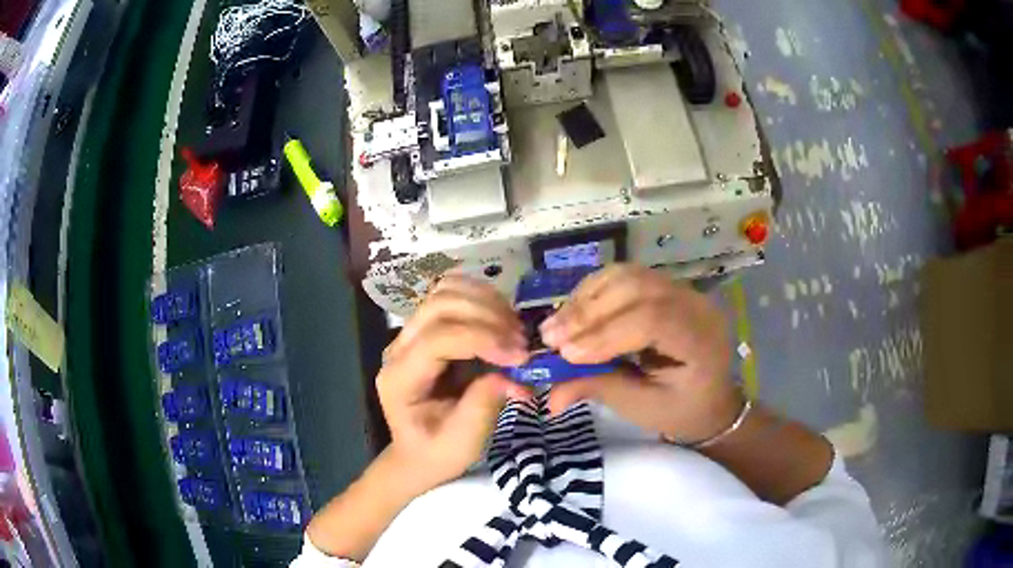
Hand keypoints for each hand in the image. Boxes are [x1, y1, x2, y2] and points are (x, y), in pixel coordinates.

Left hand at [377, 275, 530, 492]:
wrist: (418, 453)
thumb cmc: (438, 452)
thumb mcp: (463, 442)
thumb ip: (484, 405)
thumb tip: (513, 372)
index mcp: (400, 378)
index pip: (437, 339)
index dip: (482, 339)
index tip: (520, 355)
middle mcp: (398, 347)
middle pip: (439, 306)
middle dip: (487, 316)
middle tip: (521, 341)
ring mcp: (410, 333)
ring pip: (445, 291)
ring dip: (486, 302)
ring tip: (514, 329)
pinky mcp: (427, 328)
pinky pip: (452, 294)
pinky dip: (482, 298)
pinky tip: (502, 319)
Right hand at [541, 265, 743, 444]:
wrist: (711, 397)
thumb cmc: (682, 410)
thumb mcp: (644, 408)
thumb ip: (600, 389)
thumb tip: (549, 397)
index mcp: (701, 338)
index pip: (653, 319)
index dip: (606, 333)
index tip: (567, 355)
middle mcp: (695, 303)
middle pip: (637, 288)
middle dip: (588, 312)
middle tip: (549, 338)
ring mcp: (680, 289)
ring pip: (626, 276)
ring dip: (585, 299)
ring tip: (555, 326)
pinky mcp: (663, 286)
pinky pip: (623, 277)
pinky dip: (592, 291)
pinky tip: (572, 312)